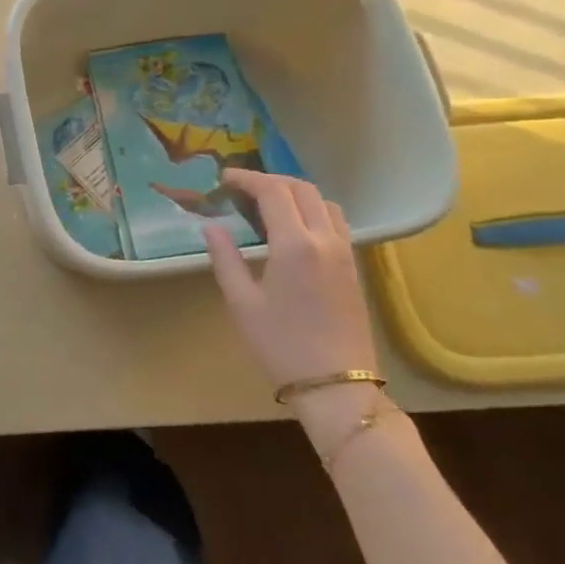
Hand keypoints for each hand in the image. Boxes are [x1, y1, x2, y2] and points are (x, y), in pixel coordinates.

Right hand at [202, 170, 379, 449]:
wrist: (335, 385)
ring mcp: (345, 253)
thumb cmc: (280, 344)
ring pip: (324, 202)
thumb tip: (211, 226)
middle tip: (241, 188)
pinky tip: (292, 229)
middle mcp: (325, 239)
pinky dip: (312, 210)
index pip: (272, 191)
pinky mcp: (353, 268)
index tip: (223, 179)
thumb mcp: (241, 301)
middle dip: (270, 180)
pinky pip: (335, 222)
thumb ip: (225, 257)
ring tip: (267, 204)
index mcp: (295, 244)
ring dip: (295, 192)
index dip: (246, 178)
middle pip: (302, 189)